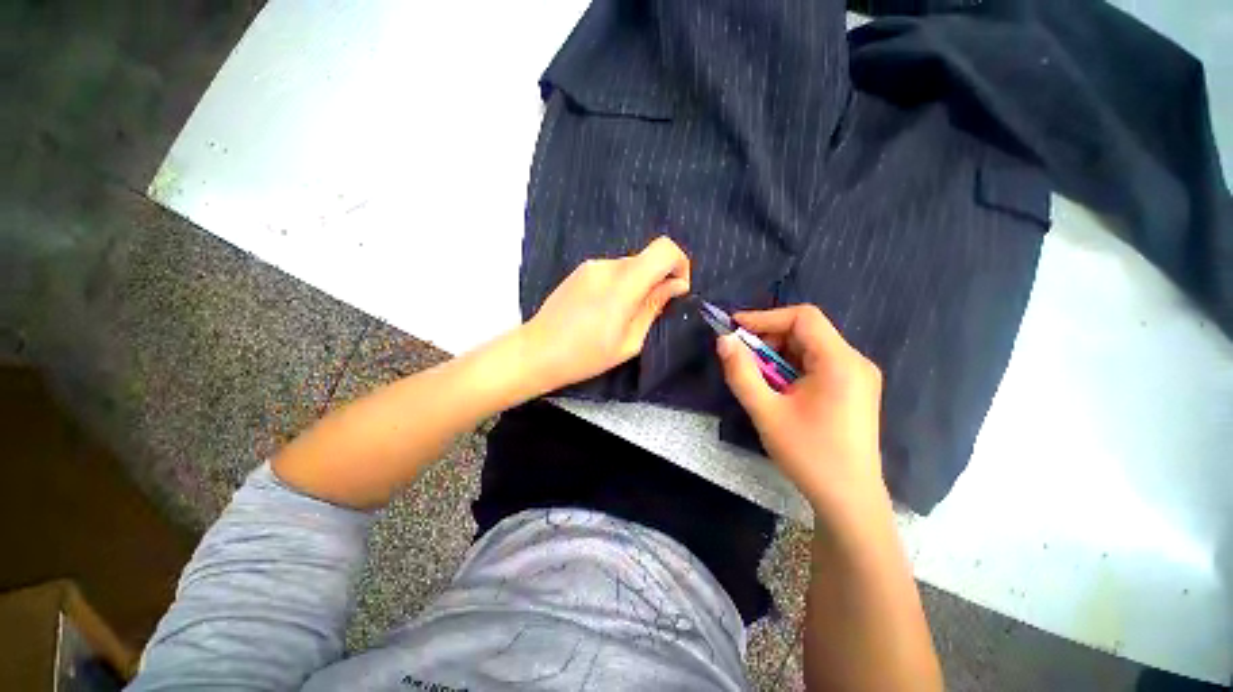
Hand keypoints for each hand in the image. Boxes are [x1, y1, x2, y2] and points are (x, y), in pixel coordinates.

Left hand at [522, 236, 689, 391]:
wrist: (537, 351)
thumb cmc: (585, 355)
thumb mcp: (629, 341)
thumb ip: (654, 307)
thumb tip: (677, 285)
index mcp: (623, 285)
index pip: (664, 249)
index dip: (680, 264)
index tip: (677, 290)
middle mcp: (607, 266)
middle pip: (647, 259)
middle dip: (657, 280)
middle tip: (649, 313)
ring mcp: (591, 266)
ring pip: (630, 266)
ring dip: (637, 285)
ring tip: (621, 316)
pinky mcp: (580, 270)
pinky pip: (612, 271)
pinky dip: (621, 285)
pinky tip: (605, 311)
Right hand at [716, 305, 886, 520]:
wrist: (849, 500)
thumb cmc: (808, 455)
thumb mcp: (766, 412)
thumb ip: (741, 373)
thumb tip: (724, 340)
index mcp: (839, 362)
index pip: (803, 317)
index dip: (765, 317)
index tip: (734, 328)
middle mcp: (854, 361)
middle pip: (807, 331)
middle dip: (769, 337)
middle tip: (741, 356)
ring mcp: (858, 376)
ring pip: (811, 348)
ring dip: (778, 354)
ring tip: (756, 375)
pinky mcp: (854, 390)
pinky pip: (818, 364)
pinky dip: (791, 367)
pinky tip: (777, 387)